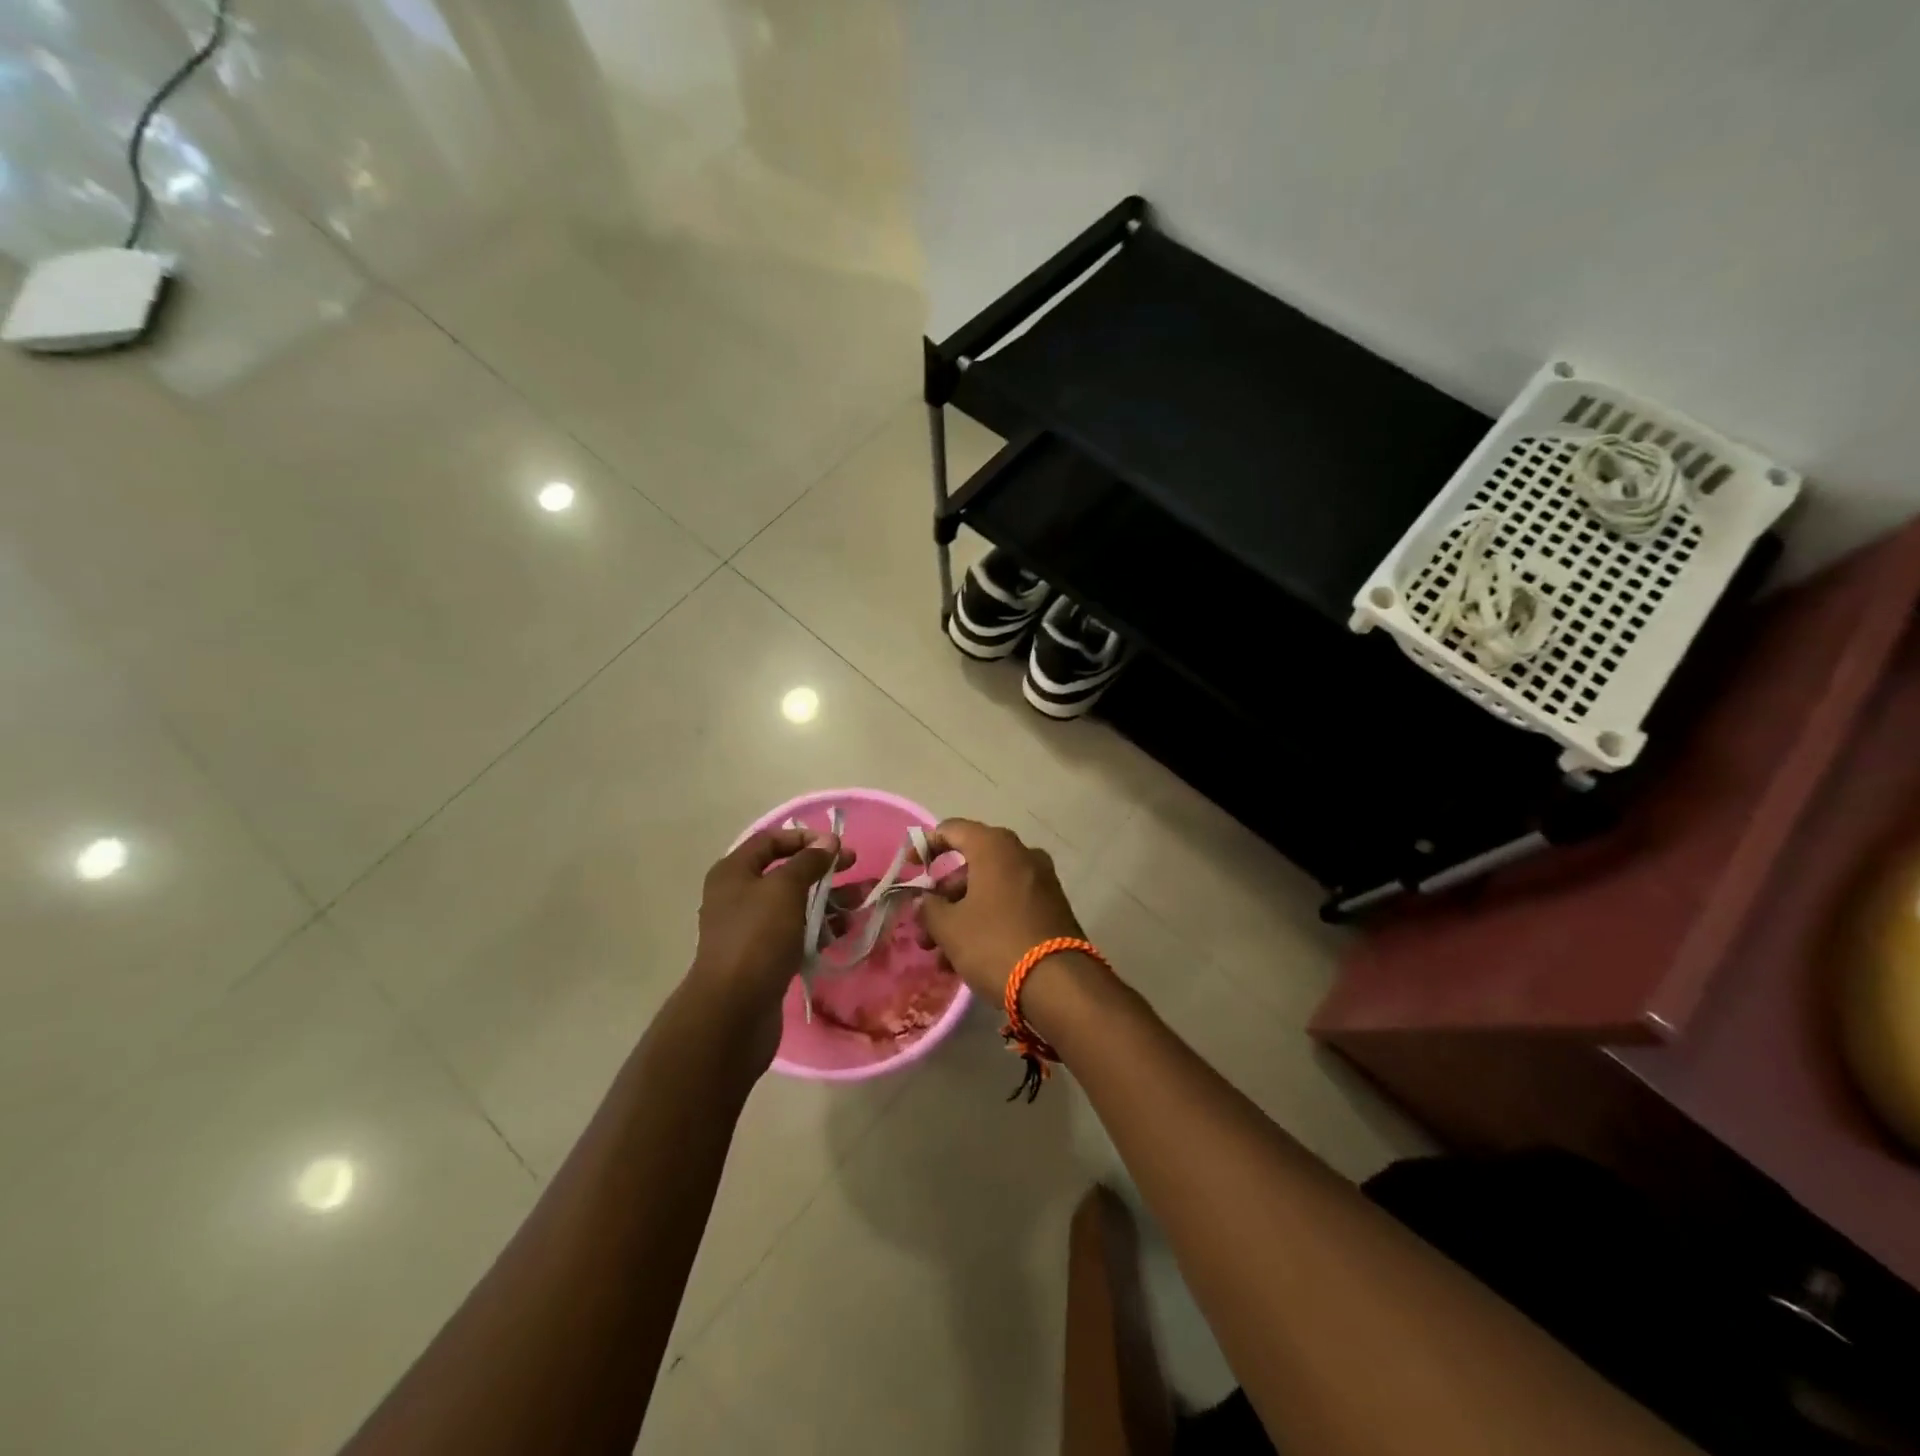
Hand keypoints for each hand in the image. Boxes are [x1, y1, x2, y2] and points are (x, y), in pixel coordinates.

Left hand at [686, 827, 848, 1070]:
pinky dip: (821, 928)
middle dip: (823, 869)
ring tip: (863, 900)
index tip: (836, 845)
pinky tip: (847, 929)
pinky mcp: (766, 957)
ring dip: (829, 899)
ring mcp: (752, 929)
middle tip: (855, 867)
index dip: (803, 838)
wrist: (734, 1010)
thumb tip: (827, 842)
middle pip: (786, 872)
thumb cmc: (757, 938)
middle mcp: (739, 896)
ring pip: (797, 904)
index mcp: (734, 873)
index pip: (770, 841)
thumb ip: (808, 861)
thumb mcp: (784, 889)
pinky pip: (797, 933)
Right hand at [916, 819, 1083, 1001]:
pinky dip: (986, 923)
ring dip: (961, 917)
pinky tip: (968, 960)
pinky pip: (1010, 906)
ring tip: (941, 958)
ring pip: (989, 890)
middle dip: (942, 898)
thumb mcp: (950, 928)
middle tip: (923, 930)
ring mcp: (1041, 881)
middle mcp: (1021, 854)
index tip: (909, 869)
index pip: (952, 830)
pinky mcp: (1052, 908)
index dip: (925, 846)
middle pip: (970, 866)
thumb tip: (924, 901)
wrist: (1060, 985)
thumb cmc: (994, 943)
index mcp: (995, 846)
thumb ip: (929, 908)